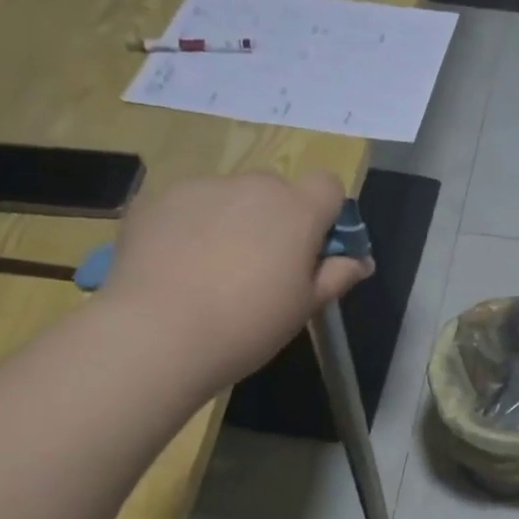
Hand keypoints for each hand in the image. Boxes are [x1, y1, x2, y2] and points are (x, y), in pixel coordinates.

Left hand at [96, 171, 372, 385]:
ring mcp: (200, 187)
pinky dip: (192, 228)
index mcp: (296, 209)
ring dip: (233, 222)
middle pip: (277, 191)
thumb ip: (337, 276)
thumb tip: (361, 261)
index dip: (327, 215)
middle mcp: (251, 185)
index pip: (328, 185)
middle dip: (277, 220)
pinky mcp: (156, 198)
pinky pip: (189, 207)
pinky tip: (179, 269)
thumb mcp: (305, 307)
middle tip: (264, 271)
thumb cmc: (249, 325)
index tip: (314, 252)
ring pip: (230, 197)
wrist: (159, 333)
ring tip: (214, 273)